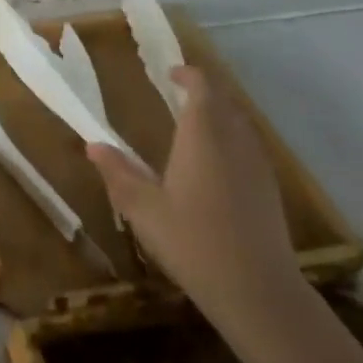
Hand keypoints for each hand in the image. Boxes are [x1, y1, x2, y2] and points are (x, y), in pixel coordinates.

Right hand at [87, 66, 303, 335]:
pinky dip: (232, 140)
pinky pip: (250, 147)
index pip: (202, 89)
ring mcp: (257, 166)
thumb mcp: (142, 208)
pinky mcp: (269, 190)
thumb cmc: (191, 240)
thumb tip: (93, 145)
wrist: (256, 289)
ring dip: (220, 116)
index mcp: (202, 137)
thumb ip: (118, 173)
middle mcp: (234, 142)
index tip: (171, 74)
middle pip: (225, 102)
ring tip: (195, 126)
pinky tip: (216, 165)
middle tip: (179, 95)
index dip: (188, 75)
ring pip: (241, 125)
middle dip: (204, 93)